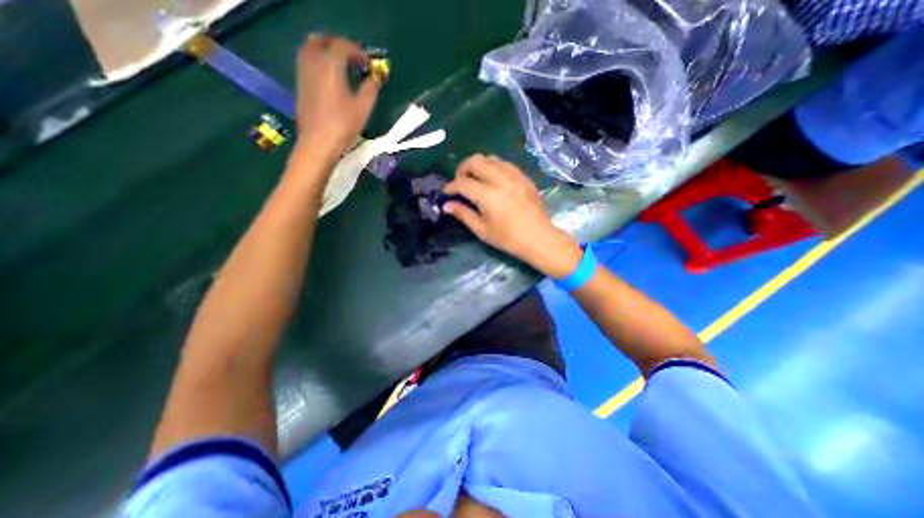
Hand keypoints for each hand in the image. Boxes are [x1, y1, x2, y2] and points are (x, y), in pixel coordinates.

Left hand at [299, 33, 380, 162]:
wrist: (318, 143)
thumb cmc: (343, 125)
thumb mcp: (363, 108)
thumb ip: (370, 89)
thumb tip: (375, 78)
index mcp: (330, 65)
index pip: (343, 45)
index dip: (358, 52)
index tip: (369, 64)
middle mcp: (313, 62)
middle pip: (322, 40)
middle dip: (339, 45)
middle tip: (353, 58)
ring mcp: (303, 72)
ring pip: (311, 48)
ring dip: (327, 51)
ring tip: (342, 67)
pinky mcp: (300, 84)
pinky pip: (307, 61)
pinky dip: (319, 62)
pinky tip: (330, 78)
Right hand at [444, 155, 579, 275]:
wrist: (538, 238)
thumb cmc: (508, 239)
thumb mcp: (482, 230)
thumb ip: (463, 214)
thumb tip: (447, 205)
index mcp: (488, 196)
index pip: (463, 183)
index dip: (451, 186)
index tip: (446, 193)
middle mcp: (501, 180)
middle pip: (475, 161)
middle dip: (462, 169)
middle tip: (459, 182)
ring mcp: (514, 176)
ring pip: (490, 158)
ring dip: (478, 166)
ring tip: (475, 179)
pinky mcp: (523, 177)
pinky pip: (504, 163)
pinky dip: (493, 167)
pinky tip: (492, 180)